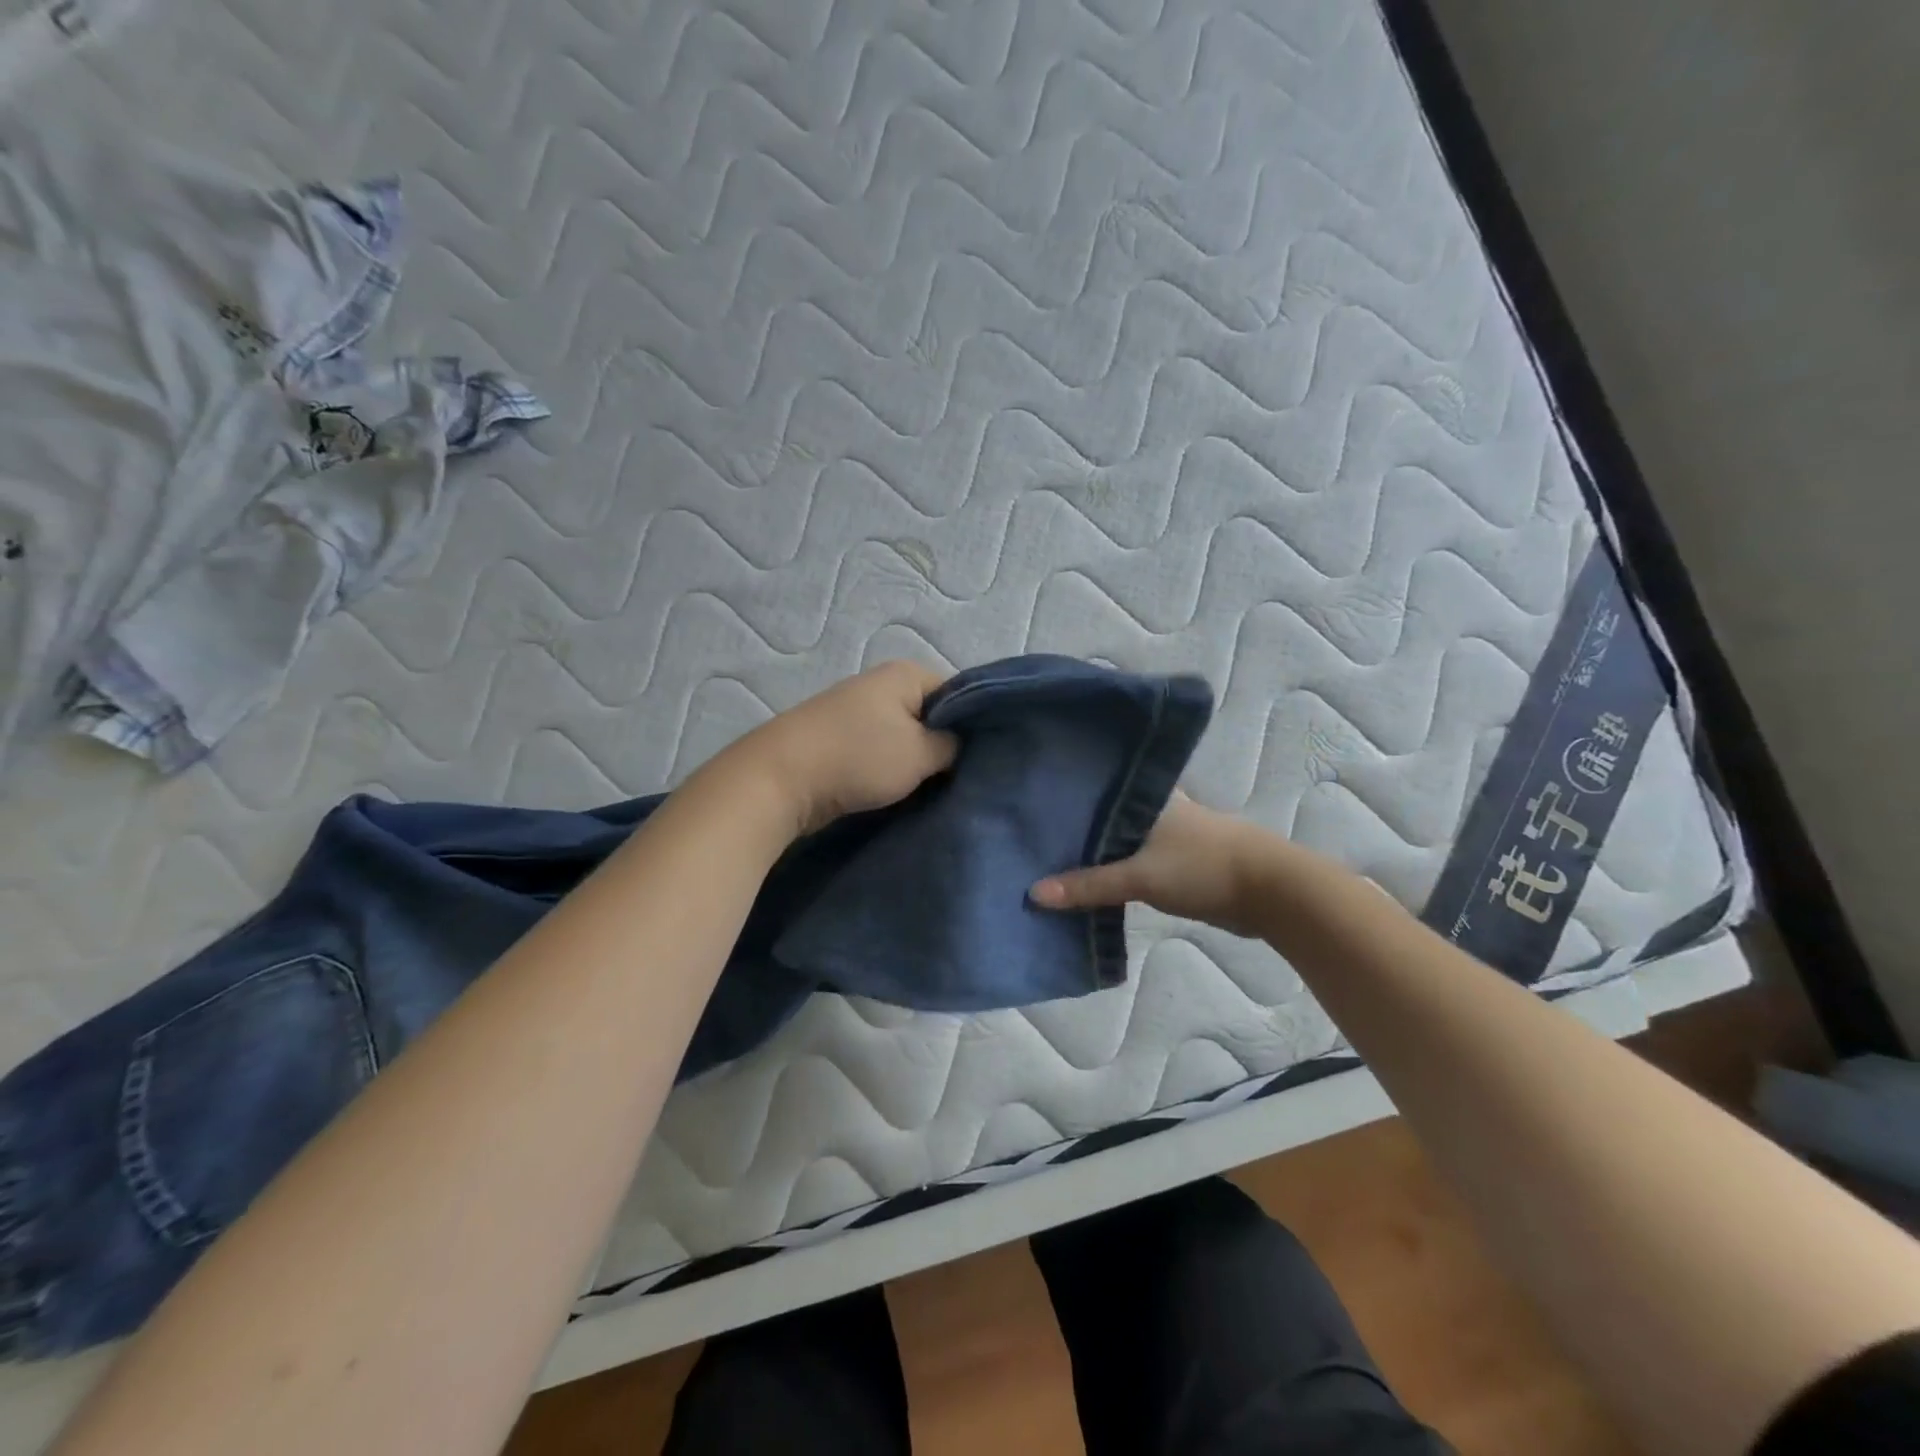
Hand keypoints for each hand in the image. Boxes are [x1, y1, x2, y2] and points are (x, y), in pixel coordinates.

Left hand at [732, 661, 958, 836]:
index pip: (958, 693)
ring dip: (916, 762)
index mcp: (905, 674)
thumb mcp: (921, 754)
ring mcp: (855, 712)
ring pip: (904, 737)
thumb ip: (953, 746)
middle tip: (962, 778)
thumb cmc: (858, 758)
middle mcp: (880, 685)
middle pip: (930, 715)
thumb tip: (963, 746)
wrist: (780, 780)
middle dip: (944, 745)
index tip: (983, 757)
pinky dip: (890, 770)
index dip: (973, 724)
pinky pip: (879, 751)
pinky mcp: (838, 740)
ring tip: (934, 789)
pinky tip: (900, 792)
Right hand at [1029, 792, 1271, 936]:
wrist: (1270, 892)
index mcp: (1146, 796)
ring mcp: (1169, 834)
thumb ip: (1088, 885)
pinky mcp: (1178, 862)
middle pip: (1106, 814)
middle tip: (1030, 832)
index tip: (1029, 798)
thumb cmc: (1202, 867)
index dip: (1065, 791)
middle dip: (1075, 824)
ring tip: (1049, 857)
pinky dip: (1115, 870)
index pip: (1096, 784)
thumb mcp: (1139, 876)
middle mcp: (1155, 808)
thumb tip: (1033, 894)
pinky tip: (1089, 880)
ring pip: (1121, 839)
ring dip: (1095, 850)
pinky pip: (1134, 862)